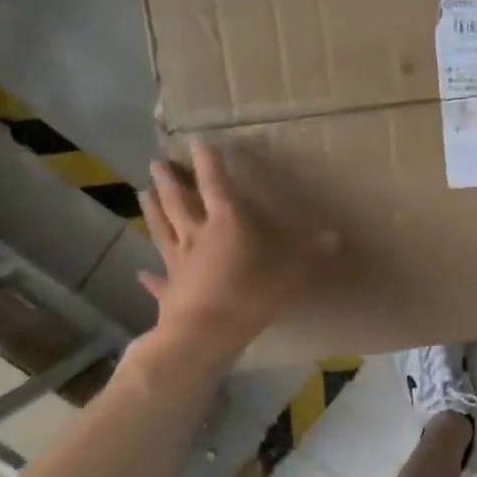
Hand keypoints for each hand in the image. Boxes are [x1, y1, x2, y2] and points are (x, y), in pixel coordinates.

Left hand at [134, 139, 336, 365]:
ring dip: (152, 209)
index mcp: (226, 224)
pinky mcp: (169, 289)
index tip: (196, 140)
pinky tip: (141, 272)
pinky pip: (158, 279)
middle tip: (157, 162)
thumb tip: (335, 237)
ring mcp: (178, 262)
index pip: (215, 184)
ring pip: (161, 229)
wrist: (204, 336)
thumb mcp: (291, 272)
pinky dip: (149, 276)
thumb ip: (311, 253)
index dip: (207, 161)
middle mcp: (196, 235)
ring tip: (143, 191)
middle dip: (170, 180)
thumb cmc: (249, 296)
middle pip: (178, 202)